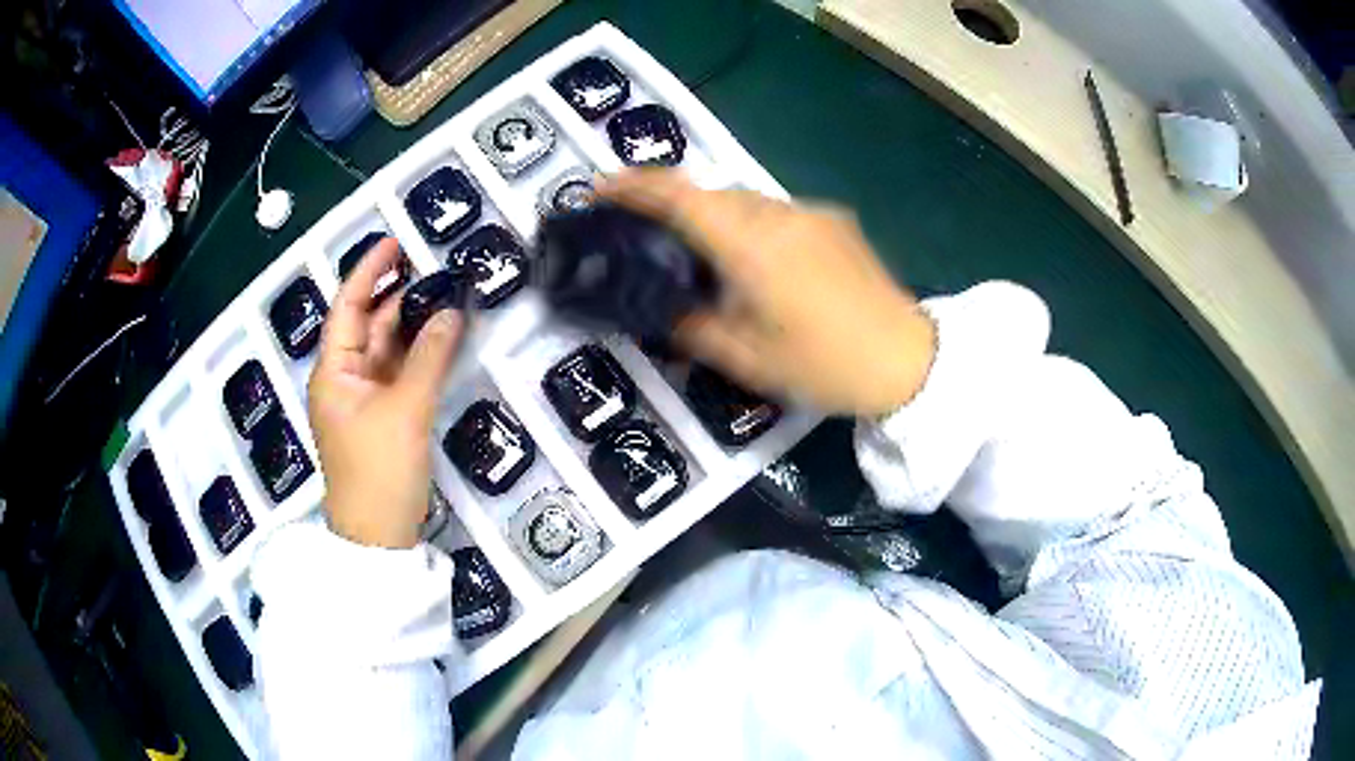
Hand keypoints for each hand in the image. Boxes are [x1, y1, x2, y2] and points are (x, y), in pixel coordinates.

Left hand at [307, 238, 463, 547]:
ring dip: (412, 326)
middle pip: (368, 325)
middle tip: (434, 268)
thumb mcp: (405, 411)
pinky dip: (419, 356)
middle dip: (397, 296)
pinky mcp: (384, 419)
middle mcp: (344, 379)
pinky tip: (442, 340)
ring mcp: (364, 400)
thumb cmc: (379, 472)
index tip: (396, 242)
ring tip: (445, 295)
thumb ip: (429, 357)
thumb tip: (451, 312)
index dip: (369, 271)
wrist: (379, 538)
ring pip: (387, 350)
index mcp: (333, 371)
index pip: (347, 307)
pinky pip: (400, 374)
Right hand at [599, 171, 935, 416]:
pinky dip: (751, 226)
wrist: (908, 360)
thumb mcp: (746, 359)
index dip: (636, 186)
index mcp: (751, 244)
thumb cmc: (824, 365)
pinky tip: (759, 264)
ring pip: (746, 201)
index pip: (681, 196)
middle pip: (712, 193)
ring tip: (703, 255)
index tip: (600, 188)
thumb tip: (663, 307)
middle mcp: (779, 213)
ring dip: (715, 216)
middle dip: (672, 203)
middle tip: (647, 233)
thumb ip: (692, 327)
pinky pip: (777, 212)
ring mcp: (811, 213)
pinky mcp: (835, 222)